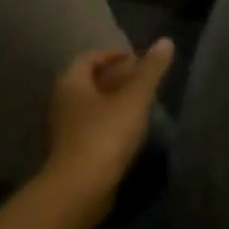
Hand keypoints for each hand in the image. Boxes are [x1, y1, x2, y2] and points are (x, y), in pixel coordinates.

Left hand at [40, 40, 174, 225]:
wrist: (81, 187)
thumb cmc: (106, 134)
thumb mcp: (135, 98)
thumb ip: (150, 70)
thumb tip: (165, 41)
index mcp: (72, 82)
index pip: (90, 57)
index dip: (114, 55)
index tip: (139, 60)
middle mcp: (63, 101)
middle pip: (90, 81)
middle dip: (116, 77)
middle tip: (144, 79)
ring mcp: (65, 128)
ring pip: (91, 104)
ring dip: (114, 100)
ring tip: (142, 103)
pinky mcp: (73, 151)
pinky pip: (92, 125)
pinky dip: (110, 120)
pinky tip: (131, 128)